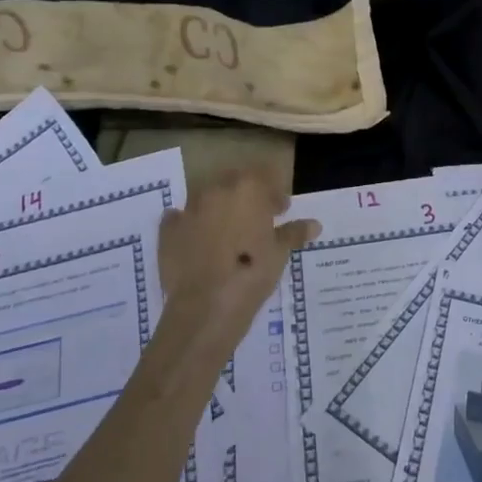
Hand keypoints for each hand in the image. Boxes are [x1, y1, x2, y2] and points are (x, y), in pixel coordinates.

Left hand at [158, 168, 319, 351]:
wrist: (206, 306)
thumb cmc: (252, 272)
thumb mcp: (280, 253)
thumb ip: (294, 233)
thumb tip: (314, 225)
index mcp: (247, 188)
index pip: (265, 175)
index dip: (275, 192)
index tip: (282, 210)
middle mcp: (216, 190)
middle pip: (234, 181)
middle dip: (246, 195)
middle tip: (257, 218)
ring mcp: (188, 209)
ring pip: (206, 197)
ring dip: (218, 208)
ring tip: (228, 232)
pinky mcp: (167, 231)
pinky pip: (180, 219)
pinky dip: (190, 224)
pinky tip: (198, 240)